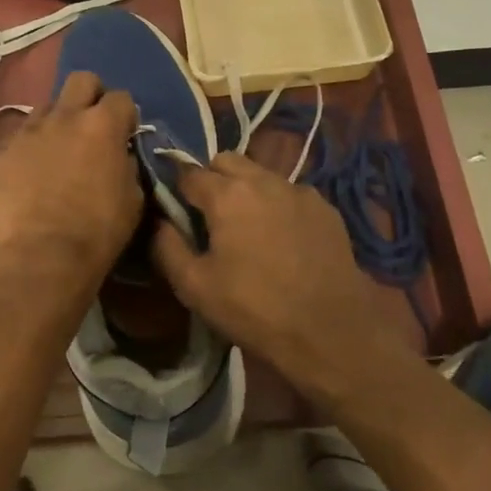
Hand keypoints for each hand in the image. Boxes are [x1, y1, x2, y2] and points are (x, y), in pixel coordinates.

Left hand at [0, 71, 141, 279]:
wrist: (43, 256)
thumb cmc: (98, 231)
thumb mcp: (133, 197)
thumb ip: (126, 164)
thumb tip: (118, 155)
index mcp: (102, 125)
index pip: (121, 98)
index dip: (125, 115)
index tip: (124, 134)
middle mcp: (64, 117)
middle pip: (81, 80)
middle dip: (90, 96)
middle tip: (91, 126)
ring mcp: (27, 132)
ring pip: (44, 108)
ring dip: (55, 123)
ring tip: (55, 153)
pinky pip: (17, 140)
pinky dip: (27, 152)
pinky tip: (28, 178)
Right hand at [150, 152, 420, 402]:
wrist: (331, 330)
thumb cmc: (254, 309)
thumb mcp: (195, 287)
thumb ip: (167, 246)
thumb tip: (159, 221)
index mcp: (226, 194)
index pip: (188, 172)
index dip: (176, 189)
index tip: (174, 210)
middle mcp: (263, 179)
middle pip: (226, 160)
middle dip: (211, 179)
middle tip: (209, 216)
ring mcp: (299, 190)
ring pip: (260, 174)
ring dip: (246, 189)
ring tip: (247, 227)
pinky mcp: (325, 207)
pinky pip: (289, 193)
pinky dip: (277, 205)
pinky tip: (282, 238)